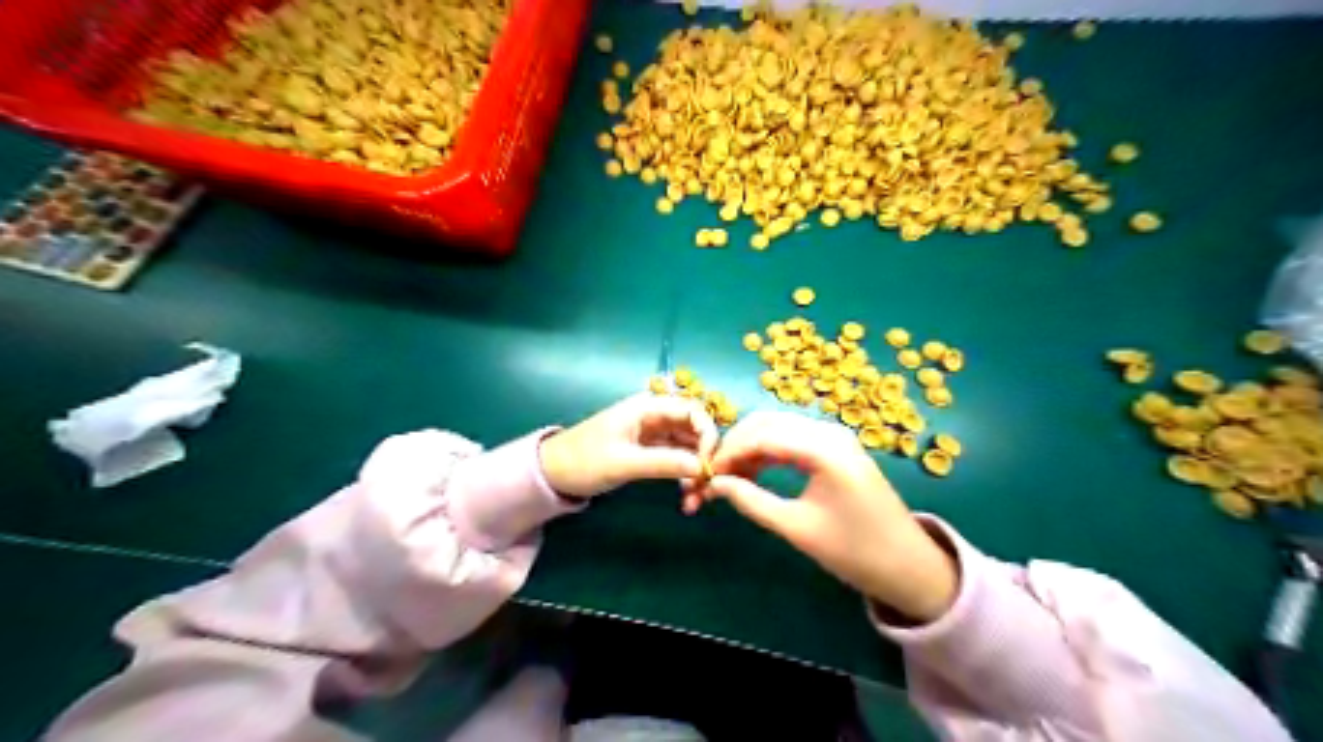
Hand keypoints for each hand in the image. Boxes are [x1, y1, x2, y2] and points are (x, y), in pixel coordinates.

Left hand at [538, 395, 717, 499]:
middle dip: (705, 453)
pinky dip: (684, 470)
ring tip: (695, 494)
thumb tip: (701, 467)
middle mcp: (654, 415)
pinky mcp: (649, 448)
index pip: (693, 410)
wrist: (552, 473)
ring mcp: (652, 432)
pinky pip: (676, 455)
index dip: (708, 434)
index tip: (708, 464)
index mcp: (647, 407)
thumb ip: (663, 463)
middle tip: (705, 484)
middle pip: (694, 427)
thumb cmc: (584, 461)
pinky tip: (685, 490)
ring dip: (696, 465)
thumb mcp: (624, 463)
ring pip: (688, 443)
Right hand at [694, 413, 963, 625]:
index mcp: (824, 448)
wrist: (907, 564)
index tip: (705, 475)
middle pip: (767, 422)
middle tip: (713, 475)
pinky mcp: (836, 447)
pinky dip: (768, 451)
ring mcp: (834, 436)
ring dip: (750, 447)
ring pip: (778, 427)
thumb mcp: (797, 528)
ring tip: (729, 477)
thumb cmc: (854, 551)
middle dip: (736, 444)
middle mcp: (829, 431)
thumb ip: (752, 502)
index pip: (762, 435)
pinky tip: (753, 472)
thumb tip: (715, 485)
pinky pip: (793, 438)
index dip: (729, 452)